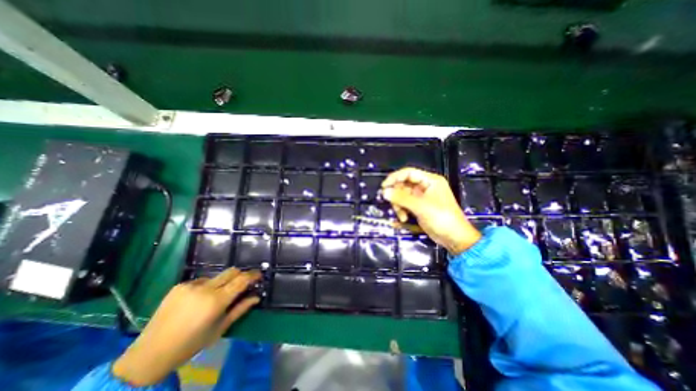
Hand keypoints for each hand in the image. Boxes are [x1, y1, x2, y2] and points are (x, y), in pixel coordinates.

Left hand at [114, 267, 260, 386]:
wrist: (149, 354)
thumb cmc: (190, 345)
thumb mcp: (220, 329)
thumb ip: (240, 309)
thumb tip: (257, 297)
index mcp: (216, 301)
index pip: (242, 280)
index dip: (253, 275)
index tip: (259, 275)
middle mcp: (205, 288)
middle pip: (231, 271)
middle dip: (240, 275)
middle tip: (243, 284)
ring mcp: (191, 285)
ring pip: (217, 275)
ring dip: (223, 282)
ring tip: (217, 296)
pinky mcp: (180, 285)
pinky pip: (202, 280)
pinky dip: (207, 286)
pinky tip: (199, 299)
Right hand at [380, 166, 484, 252]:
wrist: (454, 238)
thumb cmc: (441, 218)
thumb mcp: (421, 206)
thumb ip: (401, 198)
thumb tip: (384, 192)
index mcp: (430, 180)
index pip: (409, 173)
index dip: (395, 177)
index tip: (384, 186)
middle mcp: (425, 186)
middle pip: (403, 184)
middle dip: (397, 195)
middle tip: (391, 203)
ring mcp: (421, 197)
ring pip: (402, 195)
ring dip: (398, 205)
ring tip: (401, 216)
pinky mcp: (418, 207)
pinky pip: (405, 204)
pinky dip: (402, 210)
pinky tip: (403, 219)